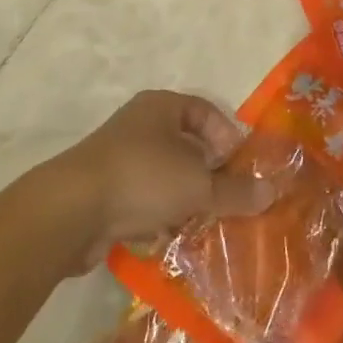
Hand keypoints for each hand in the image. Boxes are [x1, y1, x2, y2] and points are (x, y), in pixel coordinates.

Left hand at [46, 90, 273, 268]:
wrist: (69, 211)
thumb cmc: (142, 178)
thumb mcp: (197, 185)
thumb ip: (235, 191)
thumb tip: (272, 192)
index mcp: (161, 106)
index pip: (205, 111)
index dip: (226, 136)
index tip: (239, 165)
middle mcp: (139, 125)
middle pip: (185, 144)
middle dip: (207, 173)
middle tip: (225, 197)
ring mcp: (117, 158)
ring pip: (164, 174)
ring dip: (183, 198)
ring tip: (201, 221)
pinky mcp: (102, 191)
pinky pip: (142, 198)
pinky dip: (158, 214)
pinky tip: (168, 235)